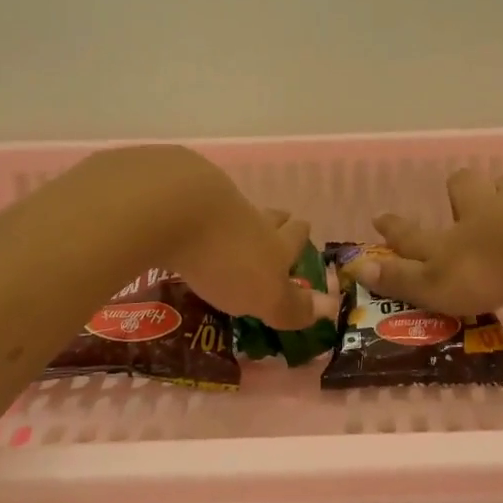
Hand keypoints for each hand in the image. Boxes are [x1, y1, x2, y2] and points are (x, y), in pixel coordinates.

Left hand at [111, 147, 330, 329]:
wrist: (175, 209)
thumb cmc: (227, 260)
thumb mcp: (265, 295)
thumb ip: (291, 305)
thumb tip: (330, 308)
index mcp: (273, 242)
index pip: (294, 235)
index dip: (300, 233)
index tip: (304, 226)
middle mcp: (247, 217)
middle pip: (266, 215)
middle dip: (274, 220)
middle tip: (278, 219)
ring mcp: (209, 201)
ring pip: (229, 208)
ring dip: (233, 217)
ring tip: (228, 226)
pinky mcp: (172, 193)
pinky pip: (188, 203)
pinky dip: (192, 213)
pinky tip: (182, 220)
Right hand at [354, 169, 502, 314]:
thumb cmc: (488, 265)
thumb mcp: (437, 283)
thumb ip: (401, 280)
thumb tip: (356, 268)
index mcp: (448, 238)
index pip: (412, 234)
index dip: (394, 229)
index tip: (379, 218)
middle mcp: (476, 209)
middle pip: (461, 189)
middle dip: (457, 192)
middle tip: (461, 197)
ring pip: (502, 187)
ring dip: (501, 195)